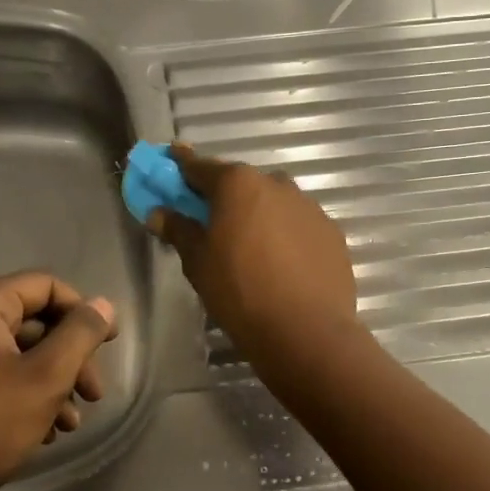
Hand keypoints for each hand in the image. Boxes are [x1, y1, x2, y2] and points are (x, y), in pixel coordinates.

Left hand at [0, 271, 116, 490]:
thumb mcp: (46, 377)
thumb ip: (80, 335)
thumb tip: (103, 305)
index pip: (46, 286)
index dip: (82, 311)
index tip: (109, 344)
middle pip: (36, 322)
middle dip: (72, 357)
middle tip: (95, 393)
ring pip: (22, 356)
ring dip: (56, 383)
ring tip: (73, 422)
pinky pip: (2, 379)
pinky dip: (30, 398)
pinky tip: (48, 432)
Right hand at [146, 143, 359, 363]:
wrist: (305, 331)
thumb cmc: (239, 292)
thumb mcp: (198, 263)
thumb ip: (179, 230)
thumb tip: (158, 213)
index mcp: (238, 184)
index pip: (201, 167)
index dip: (182, 165)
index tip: (172, 159)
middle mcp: (276, 184)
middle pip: (241, 183)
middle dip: (224, 196)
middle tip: (211, 220)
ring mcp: (309, 207)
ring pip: (274, 202)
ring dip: (258, 214)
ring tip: (250, 247)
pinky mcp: (331, 233)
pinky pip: (298, 225)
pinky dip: (285, 235)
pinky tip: (281, 264)